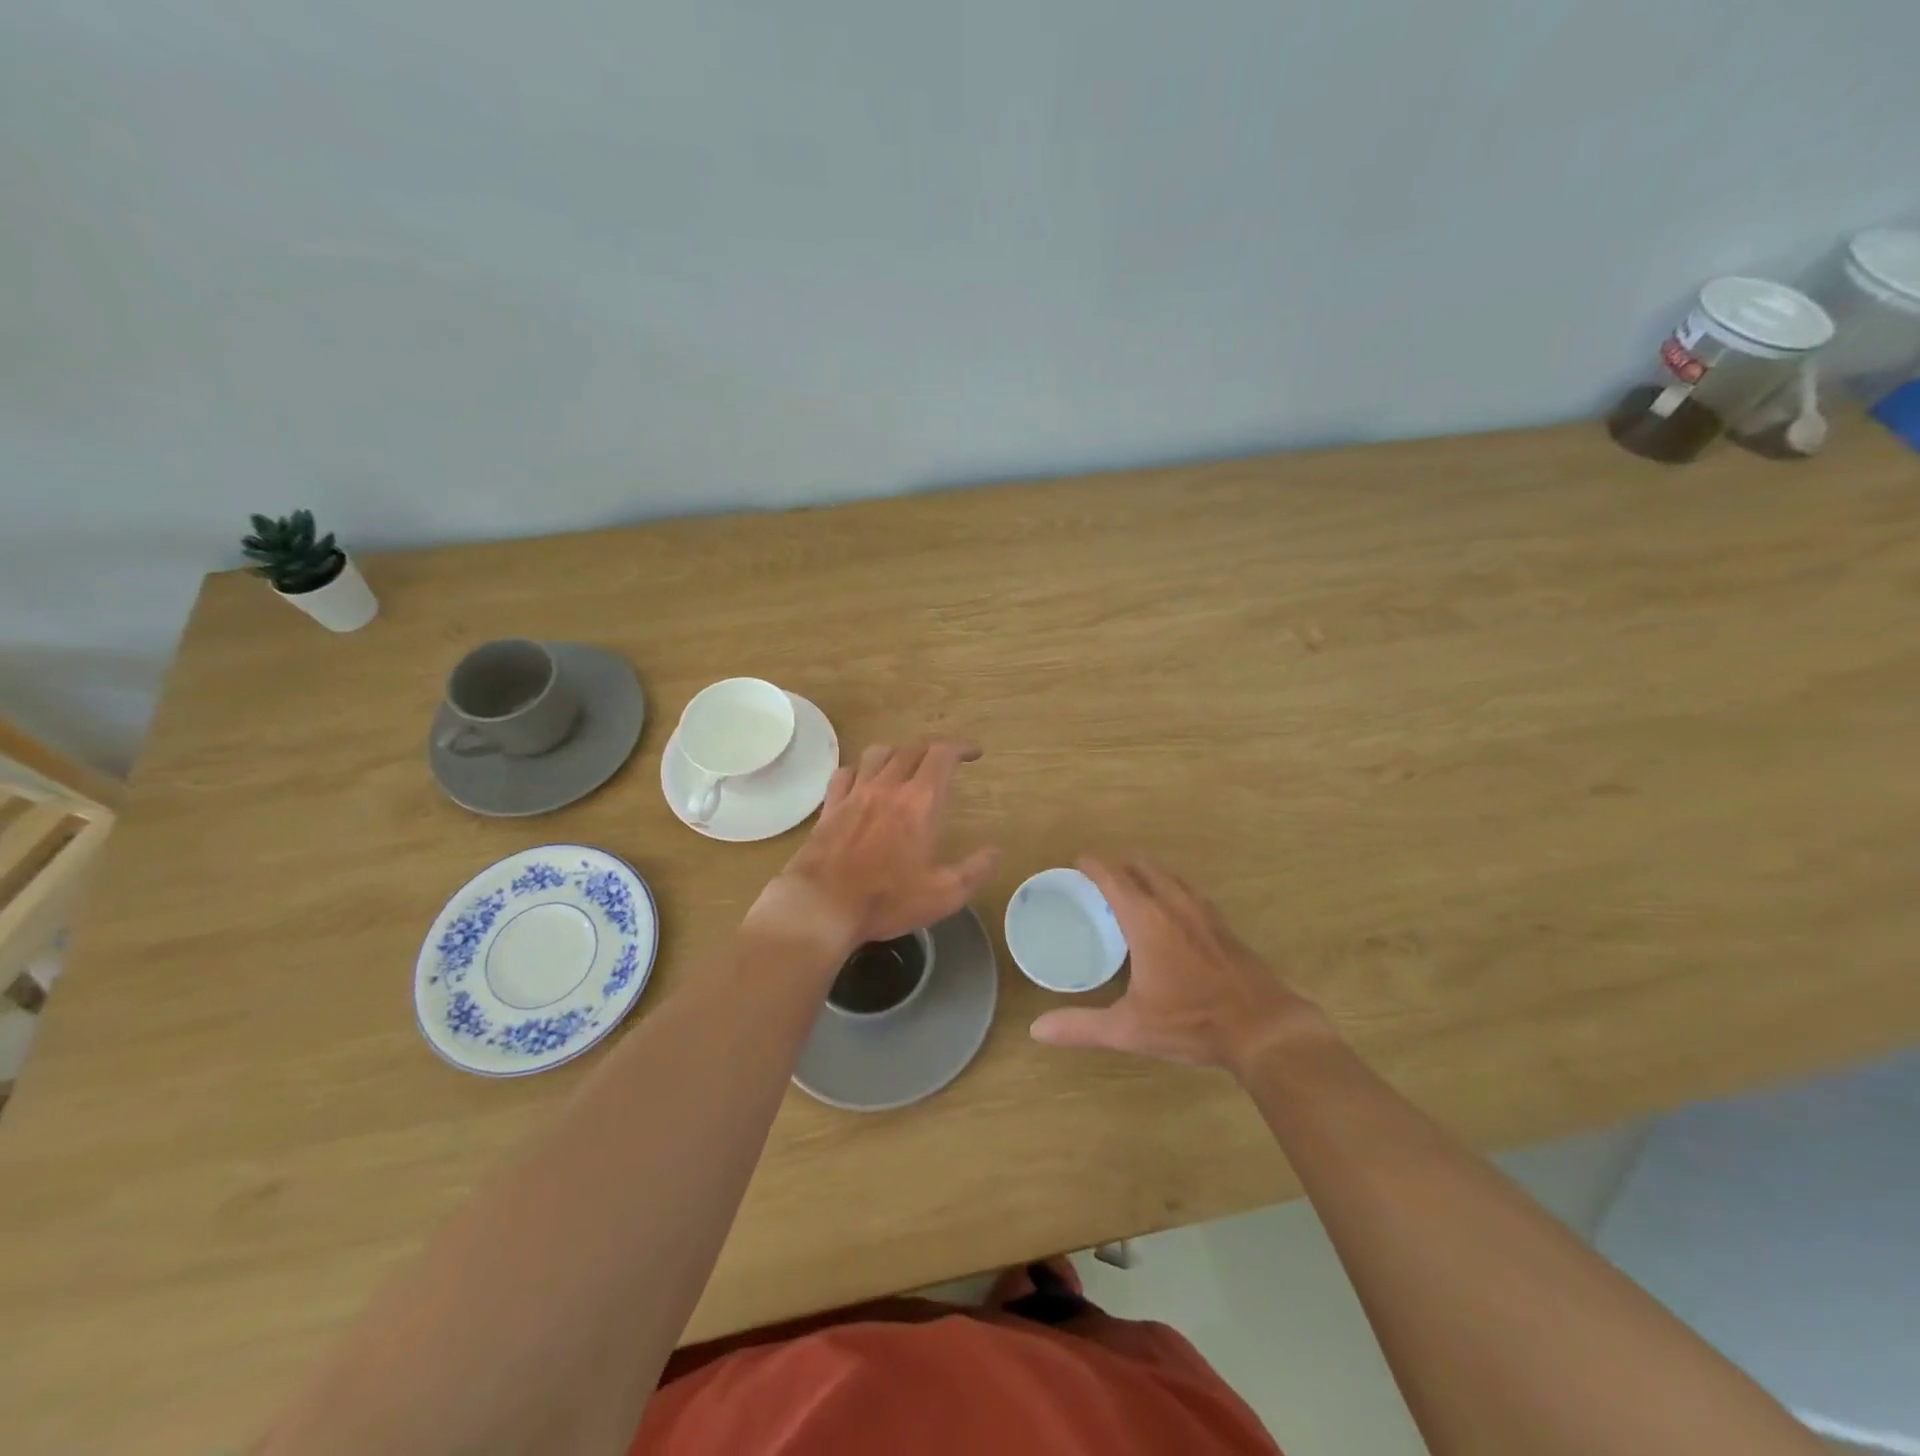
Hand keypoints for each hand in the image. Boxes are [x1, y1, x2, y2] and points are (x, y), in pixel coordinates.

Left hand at [749, 740, 999, 954]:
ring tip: (906, 766)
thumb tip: (995, 851)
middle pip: (912, 749)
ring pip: (878, 754)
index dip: (961, 747)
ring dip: (898, 753)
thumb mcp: (944, 894)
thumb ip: (975, 870)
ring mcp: (855, 794)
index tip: (974, 753)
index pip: (942, 755)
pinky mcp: (830, 807)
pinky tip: (863, 781)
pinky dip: (860, 770)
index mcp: (919, 802)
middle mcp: (887, 787)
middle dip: (933, 749)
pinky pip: (845, 773)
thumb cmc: (887, 900)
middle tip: (945, 761)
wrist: (822, 906)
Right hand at [1029, 857, 1333, 1075]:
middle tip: (1101, 879)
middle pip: (1144, 868)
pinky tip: (1172, 914)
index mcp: (1147, 920)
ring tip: (1133, 890)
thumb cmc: (1192, 1022)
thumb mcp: (1130, 1028)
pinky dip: (1172, 891)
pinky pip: (1190, 893)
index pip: (1114, 878)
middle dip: (1120, 865)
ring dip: (1148, 875)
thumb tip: (1037, 1030)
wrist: (1264, 1029)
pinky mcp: (1224, 927)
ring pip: (1170, 877)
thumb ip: (1082, 1026)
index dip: (1093, 865)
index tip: (1078, 861)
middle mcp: (1174, 906)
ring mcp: (1204, 913)